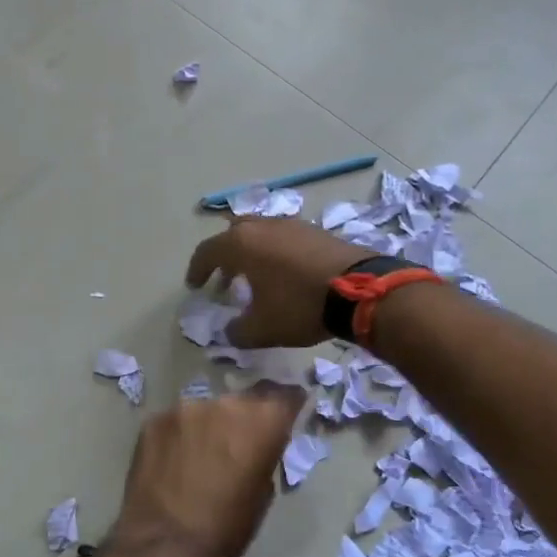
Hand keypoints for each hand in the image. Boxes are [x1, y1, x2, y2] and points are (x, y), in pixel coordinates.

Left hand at [111, 387, 306, 556]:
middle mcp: (224, 403)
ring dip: (209, 426)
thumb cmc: (226, 529)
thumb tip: (258, 444)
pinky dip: (180, 436)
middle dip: (244, 418)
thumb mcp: (263, 492)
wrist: (164, 547)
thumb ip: (265, 454)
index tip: (287, 411)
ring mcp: (184, 408)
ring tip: (201, 456)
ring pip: (206, 410)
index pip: (285, 394)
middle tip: (237, 444)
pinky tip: (173, 462)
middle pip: (243, 400)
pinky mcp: (154, 420)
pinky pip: (176, 422)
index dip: (288, 401)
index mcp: (260, 421)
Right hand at [185, 218, 367, 348]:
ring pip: (261, 232)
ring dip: (252, 253)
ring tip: (255, 278)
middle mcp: (263, 226)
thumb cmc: (300, 306)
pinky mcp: (316, 231)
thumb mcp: (262, 329)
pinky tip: (284, 274)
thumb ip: (237, 331)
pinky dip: (275, 252)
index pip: (207, 251)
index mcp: (241, 243)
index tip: (195, 286)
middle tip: (225, 280)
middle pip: (233, 233)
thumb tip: (229, 330)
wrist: (361, 291)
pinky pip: (284, 237)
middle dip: (225, 256)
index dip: (197, 269)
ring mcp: (291, 225)